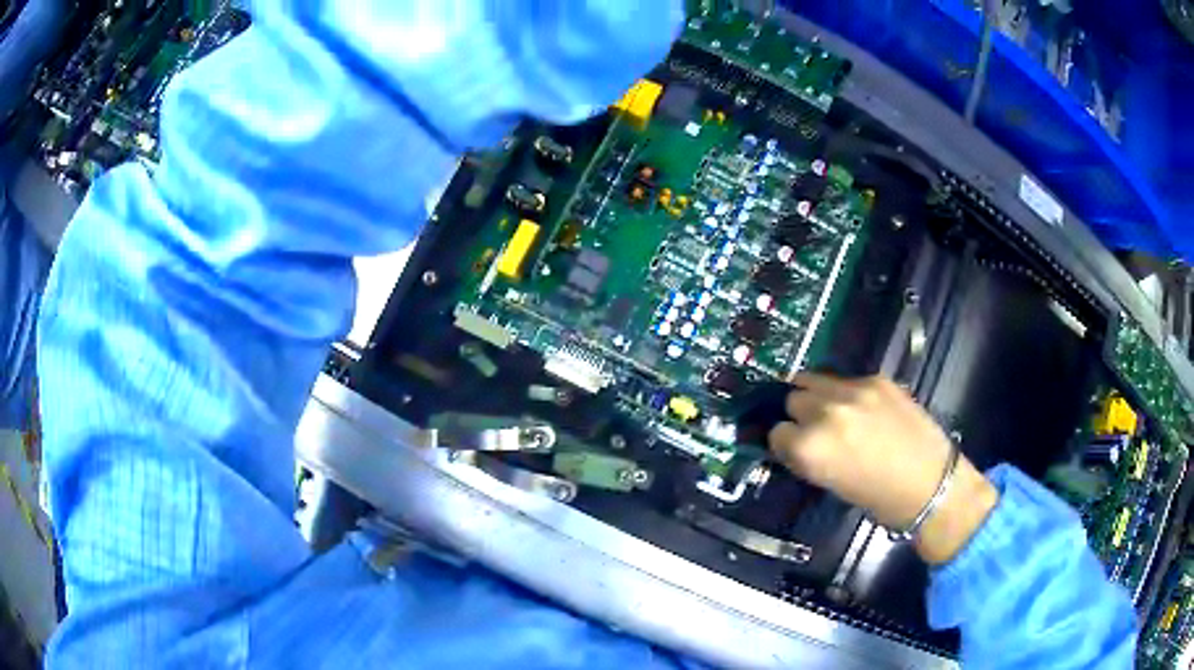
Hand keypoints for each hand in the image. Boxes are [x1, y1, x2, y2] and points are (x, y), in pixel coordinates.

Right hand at [768, 373, 998, 564]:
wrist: (931, 483)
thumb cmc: (879, 499)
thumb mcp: (831, 484)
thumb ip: (808, 457)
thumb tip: (794, 442)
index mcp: (810, 447)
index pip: (775, 432)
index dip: (783, 442)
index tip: (792, 448)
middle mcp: (825, 412)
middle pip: (791, 399)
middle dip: (797, 414)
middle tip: (812, 429)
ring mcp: (853, 390)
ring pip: (812, 378)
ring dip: (814, 394)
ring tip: (828, 409)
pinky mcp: (876, 379)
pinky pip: (845, 379)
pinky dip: (843, 392)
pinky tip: (860, 408)